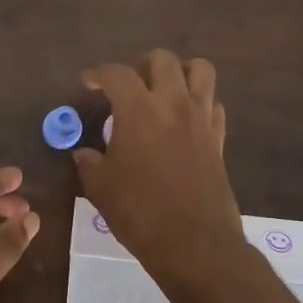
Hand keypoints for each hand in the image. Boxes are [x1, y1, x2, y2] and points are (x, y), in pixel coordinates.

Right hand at [73, 51, 246, 285]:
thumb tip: (84, 152)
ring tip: (162, 91)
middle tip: (127, 87)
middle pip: (163, 60)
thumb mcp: (100, 187)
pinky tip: (184, 120)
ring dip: (179, 72)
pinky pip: (213, 103)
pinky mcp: (219, 138)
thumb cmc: (140, 213)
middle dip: (141, 65)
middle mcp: (173, 103)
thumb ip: (89, 161)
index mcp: (139, 110)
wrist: (194, 243)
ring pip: (200, 70)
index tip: (88, 84)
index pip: (116, 74)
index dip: (98, 74)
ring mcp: (201, 118)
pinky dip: (199, 102)